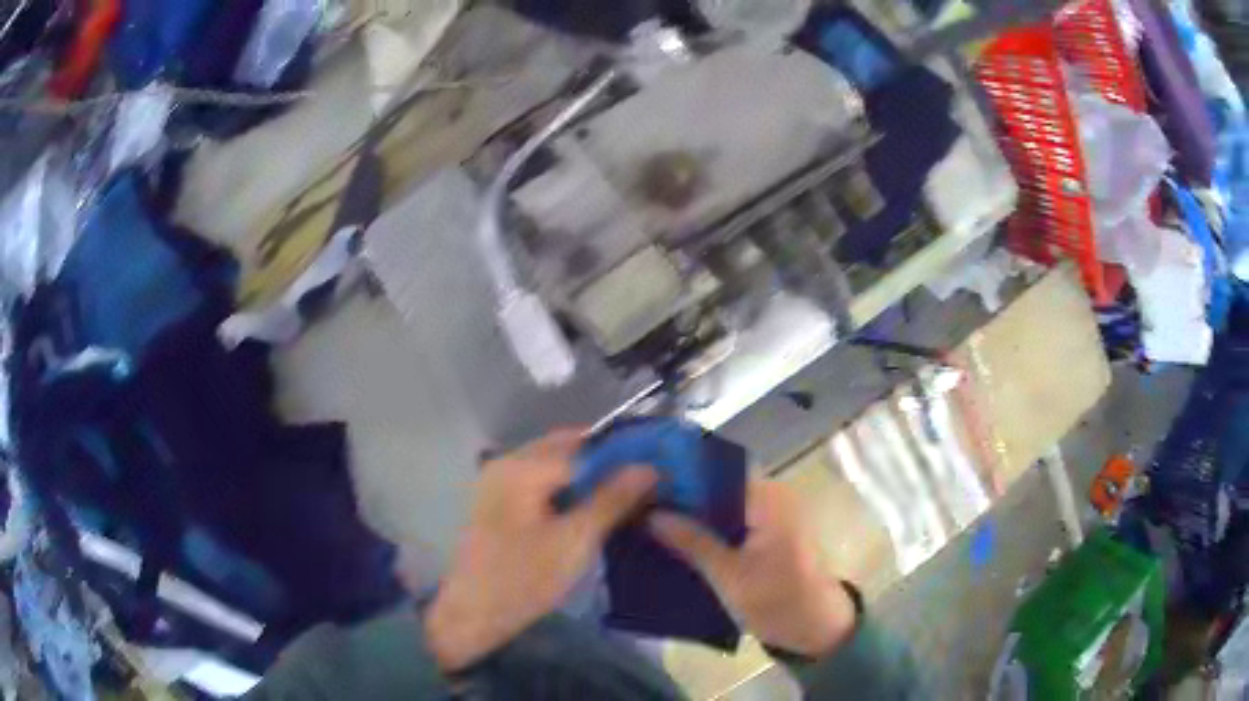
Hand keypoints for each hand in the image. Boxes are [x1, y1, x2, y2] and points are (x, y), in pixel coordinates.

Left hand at [422, 430, 657, 672]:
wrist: (473, 614)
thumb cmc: (524, 579)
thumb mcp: (575, 541)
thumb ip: (612, 499)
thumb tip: (649, 467)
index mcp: (523, 466)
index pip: (585, 444)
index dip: (623, 454)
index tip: (657, 469)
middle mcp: (508, 462)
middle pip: (568, 449)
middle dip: (606, 463)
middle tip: (644, 485)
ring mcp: (499, 481)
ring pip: (555, 466)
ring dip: (588, 477)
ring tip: (625, 498)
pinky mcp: (499, 502)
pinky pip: (542, 483)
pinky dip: (568, 490)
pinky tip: (590, 510)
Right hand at [649, 480, 856, 658]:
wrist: (817, 628)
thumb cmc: (778, 600)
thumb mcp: (729, 576)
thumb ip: (691, 541)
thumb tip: (650, 514)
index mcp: (768, 497)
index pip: (718, 467)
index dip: (682, 471)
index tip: (644, 480)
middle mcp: (772, 494)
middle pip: (719, 482)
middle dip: (683, 492)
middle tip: (639, 501)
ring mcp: (772, 512)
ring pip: (723, 501)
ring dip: (693, 510)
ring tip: (649, 516)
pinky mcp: (769, 530)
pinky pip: (732, 517)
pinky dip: (709, 524)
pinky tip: (678, 536)